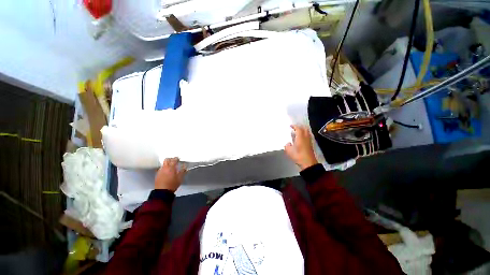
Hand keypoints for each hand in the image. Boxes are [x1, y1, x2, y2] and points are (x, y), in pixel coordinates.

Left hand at [155, 158, 186, 191]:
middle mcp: (165, 168)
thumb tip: (184, 167)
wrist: (162, 192)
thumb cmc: (172, 185)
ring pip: (163, 164)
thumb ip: (183, 171)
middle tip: (174, 160)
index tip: (178, 159)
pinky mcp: (157, 174)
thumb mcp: (180, 178)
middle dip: (171, 159)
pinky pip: (161, 168)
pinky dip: (164, 168)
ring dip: (167, 163)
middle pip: (167, 159)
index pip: (174, 160)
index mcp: (171, 168)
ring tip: (171, 166)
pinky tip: (167, 172)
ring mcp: (160, 171)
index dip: (177, 158)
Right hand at [284, 125, 318, 169]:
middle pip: (304, 129)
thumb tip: (288, 143)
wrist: (308, 163)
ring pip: (307, 132)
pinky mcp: (310, 145)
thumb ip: (287, 145)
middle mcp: (306, 137)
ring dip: (303, 130)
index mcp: (300, 137)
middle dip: (300, 127)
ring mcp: (309, 141)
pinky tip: (301, 138)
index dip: (294, 126)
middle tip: (295, 128)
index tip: (291, 126)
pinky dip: (304, 134)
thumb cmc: (298, 155)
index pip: (298, 128)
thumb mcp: (289, 151)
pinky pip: (308, 136)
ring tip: (298, 132)